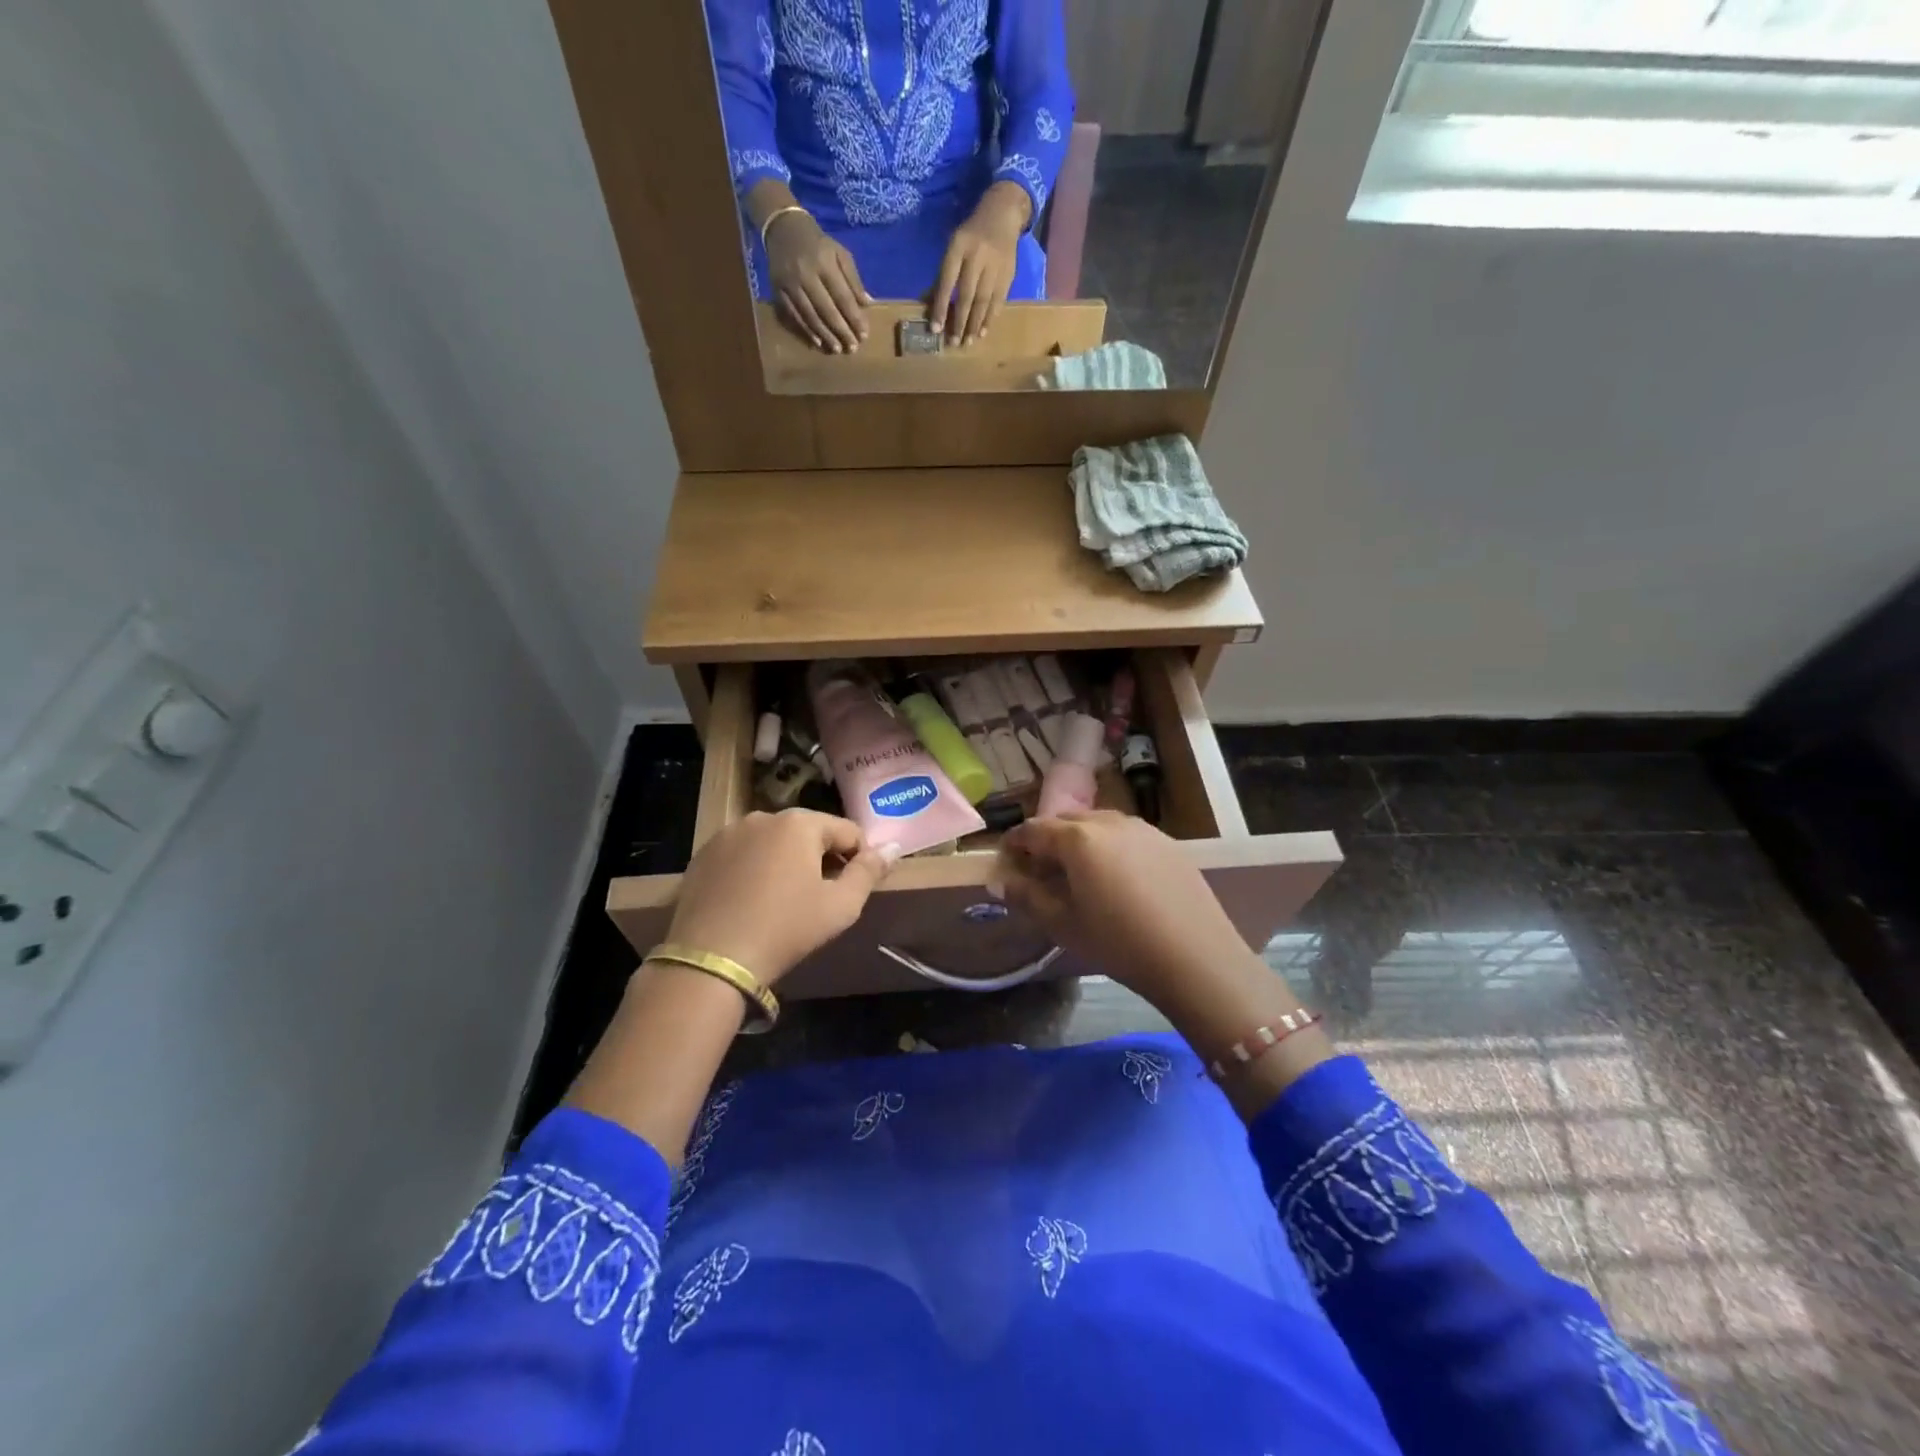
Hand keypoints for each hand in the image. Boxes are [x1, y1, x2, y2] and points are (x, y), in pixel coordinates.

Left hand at [666, 809, 890, 983]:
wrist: (712, 960)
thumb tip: (893, 847)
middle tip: (821, 898)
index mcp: (800, 823)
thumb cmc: (786, 929)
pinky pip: (743, 855)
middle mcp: (763, 817)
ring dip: (787, 862)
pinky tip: (753, 902)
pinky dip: (755, 870)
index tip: (854, 890)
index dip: (859, 859)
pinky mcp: (703, 855)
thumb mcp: (840, 906)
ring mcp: (728, 834)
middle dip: (821, 858)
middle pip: (809, 833)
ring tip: (785, 901)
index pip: (847, 831)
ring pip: (774, 843)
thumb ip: (869, 872)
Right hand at [764, 210, 870, 352]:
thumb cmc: (818, 244)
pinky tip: (817, 342)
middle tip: (853, 348)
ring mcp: (789, 283)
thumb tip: (868, 304)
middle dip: (842, 331)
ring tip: (838, 349)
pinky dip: (806, 330)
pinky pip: (794, 315)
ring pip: (810, 315)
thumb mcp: (840, 253)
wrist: (783, 227)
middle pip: (827, 309)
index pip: (843, 296)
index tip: (864, 335)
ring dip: (825, 335)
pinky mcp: (777, 290)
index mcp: (824, 262)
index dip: (854, 318)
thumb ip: (853, 279)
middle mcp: (806, 273)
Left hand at [930, 181, 1028, 344]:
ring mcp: (995, 266)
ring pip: (983, 301)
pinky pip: (998, 300)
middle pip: (967, 295)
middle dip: (959, 321)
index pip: (947, 281)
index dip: (941, 306)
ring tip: (968, 342)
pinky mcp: (1008, 273)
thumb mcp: (954, 246)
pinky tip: (983, 332)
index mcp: (959, 246)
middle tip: (953, 343)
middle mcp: (978, 256)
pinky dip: (990, 318)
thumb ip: (944, 274)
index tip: (936, 329)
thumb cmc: (971, 234)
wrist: (1003, 213)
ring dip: (975, 324)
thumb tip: (931, 304)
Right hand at [996, 812, 1330, 1117]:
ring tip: (1077, 874)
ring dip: (1079, 842)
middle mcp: (1108, 822)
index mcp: (1077, 838)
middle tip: (1039, 870)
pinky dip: (1109, 848)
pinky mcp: (1168, 843)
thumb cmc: (1118, 942)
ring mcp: (1142, 829)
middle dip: (1046, 840)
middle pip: (1065, 822)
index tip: (1006, 860)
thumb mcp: (1063, 924)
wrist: (1196, 956)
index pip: (1033, 830)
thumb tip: (1000, 880)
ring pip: (1097, 825)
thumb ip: (1027, 896)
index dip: (1014, 843)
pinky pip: (1125, 836)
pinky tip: (1116, 879)